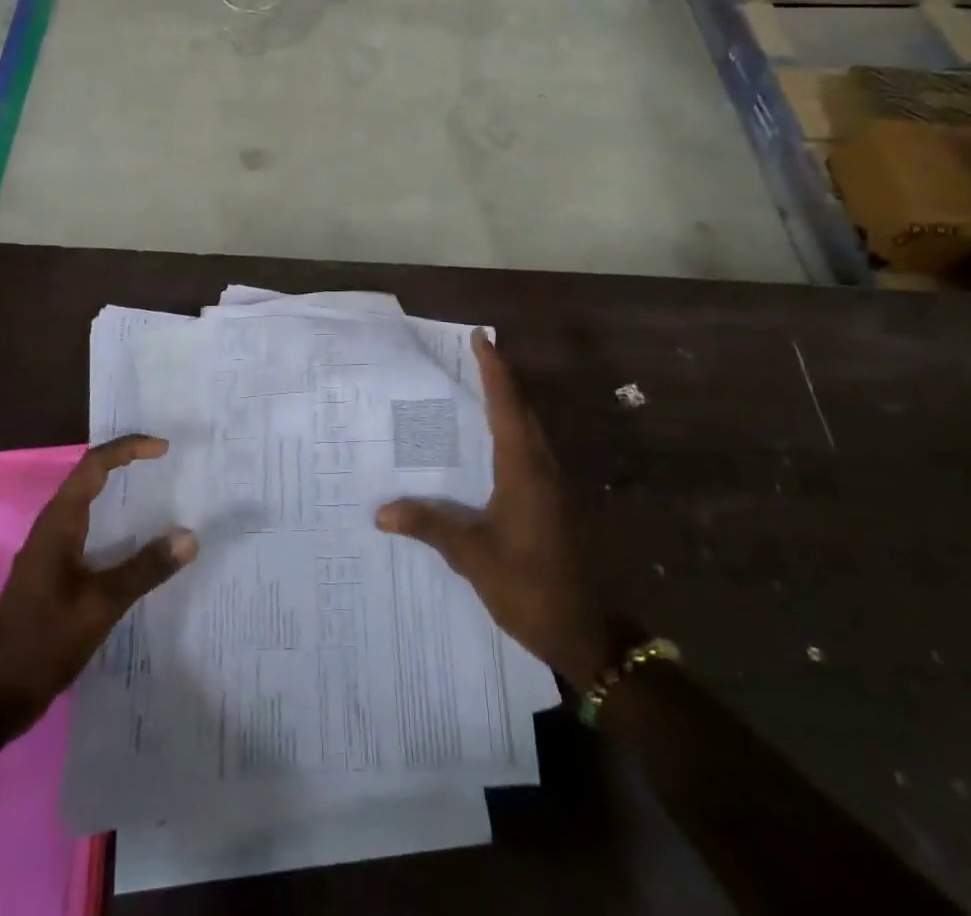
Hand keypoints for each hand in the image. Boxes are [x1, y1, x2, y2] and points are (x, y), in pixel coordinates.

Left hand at [0, 435, 197, 732]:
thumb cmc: (42, 641)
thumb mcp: (100, 604)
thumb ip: (145, 569)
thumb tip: (189, 536)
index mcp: (58, 523)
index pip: (94, 466)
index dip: (128, 449)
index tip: (163, 448)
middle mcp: (52, 529)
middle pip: (90, 479)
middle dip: (127, 466)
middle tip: (167, 465)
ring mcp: (50, 553)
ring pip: (89, 508)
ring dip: (121, 497)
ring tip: (161, 498)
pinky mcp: (53, 577)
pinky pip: (89, 535)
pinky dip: (116, 529)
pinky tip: (138, 549)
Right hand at [377, 330, 607, 689]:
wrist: (588, 633)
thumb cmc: (530, 587)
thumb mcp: (474, 557)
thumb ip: (431, 526)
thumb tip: (382, 511)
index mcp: (524, 470)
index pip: (506, 406)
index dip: (493, 370)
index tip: (480, 338)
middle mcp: (543, 468)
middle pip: (522, 411)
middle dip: (500, 381)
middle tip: (472, 358)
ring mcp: (555, 487)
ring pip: (530, 432)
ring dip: (508, 407)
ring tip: (476, 394)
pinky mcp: (557, 505)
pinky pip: (532, 454)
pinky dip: (512, 436)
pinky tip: (490, 450)